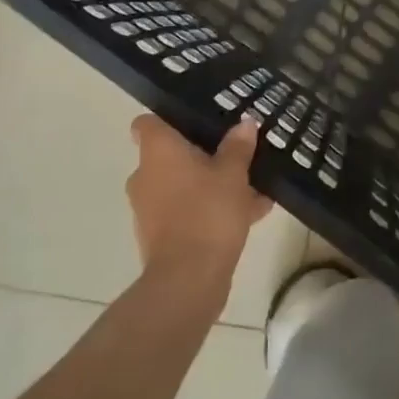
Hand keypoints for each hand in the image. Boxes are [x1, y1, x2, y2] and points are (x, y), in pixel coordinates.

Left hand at [126, 116, 271, 292]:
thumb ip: (238, 147)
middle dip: (202, 155)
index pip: (147, 123)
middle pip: (171, 155)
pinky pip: (188, 212)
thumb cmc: (208, 212)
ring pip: (183, 185)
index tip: (197, 121)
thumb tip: (245, 124)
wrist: (189, 279)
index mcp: (157, 151)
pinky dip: (211, 210)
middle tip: (235, 153)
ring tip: (252, 187)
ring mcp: (150, 208)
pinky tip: (251, 214)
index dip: (169, 119)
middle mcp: (146, 175)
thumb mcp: (233, 174)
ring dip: (211, 185)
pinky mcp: (160, 236)